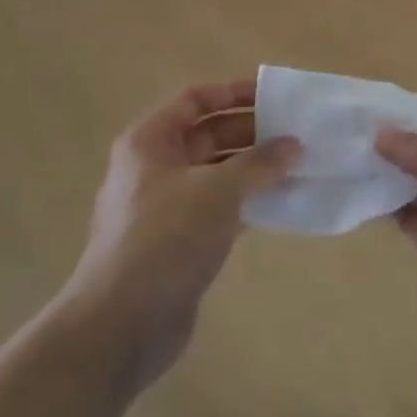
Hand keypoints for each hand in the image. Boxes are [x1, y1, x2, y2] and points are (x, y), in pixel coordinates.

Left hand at [63, 80, 299, 387]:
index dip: (233, 92)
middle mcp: (153, 166)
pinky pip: (215, 208)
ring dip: (251, 170)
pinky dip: (244, 203)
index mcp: (150, 140)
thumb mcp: (217, 192)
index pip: (195, 99)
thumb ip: (258, 164)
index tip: (274, 96)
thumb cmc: (166, 238)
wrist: (121, 324)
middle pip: (206, 135)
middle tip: (295, 135)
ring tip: (295, 168)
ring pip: (213, 174)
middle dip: (249, 133)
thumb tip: (293, 145)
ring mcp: (163, 206)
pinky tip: (278, 206)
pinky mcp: (175, 242)